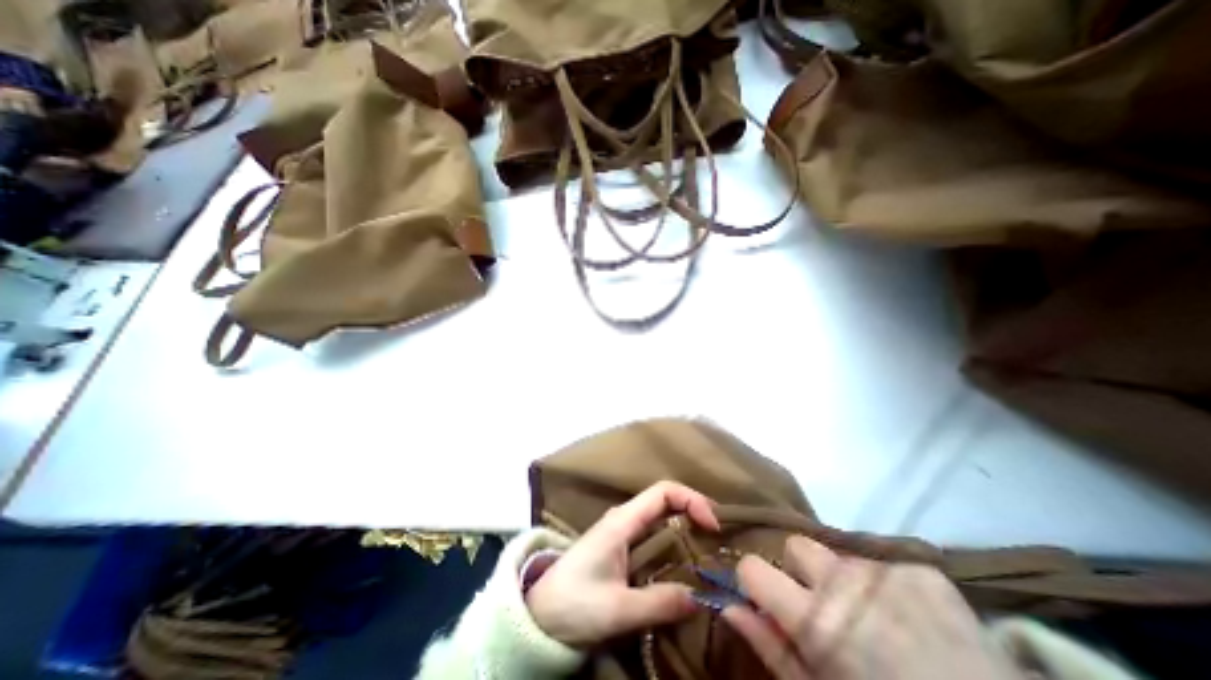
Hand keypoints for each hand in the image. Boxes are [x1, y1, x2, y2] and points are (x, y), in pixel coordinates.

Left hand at [524, 478, 711, 648]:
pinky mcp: (620, 544)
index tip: (712, 525)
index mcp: (623, 520)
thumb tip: (699, 598)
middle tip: (718, 535)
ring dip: (685, 522)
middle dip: (693, 508)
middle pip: (664, 498)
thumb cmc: (574, 604)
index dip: (691, 499)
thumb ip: (658, 603)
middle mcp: (624, 517)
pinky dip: (674, 537)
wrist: (539, 613)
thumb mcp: (617, 609)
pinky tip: (684, 558)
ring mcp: (621, 529)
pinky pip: (653, 531)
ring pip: (659, 513)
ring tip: (709, 545)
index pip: (663, 491)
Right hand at [727, 540, 1018, 677]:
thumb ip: (771, 647)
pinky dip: (885, 581)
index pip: (752, 566)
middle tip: (823, 605)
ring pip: (836, 550)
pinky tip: (907, 612)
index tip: (765, 596)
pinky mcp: (922, 569)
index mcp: (814, 618)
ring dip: (842, 575)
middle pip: (795, 545)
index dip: (754, 580)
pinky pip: (882, 559)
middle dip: (801, 571)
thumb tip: (729, 606)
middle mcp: (842, 580)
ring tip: (869, 610)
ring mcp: (884, 570)